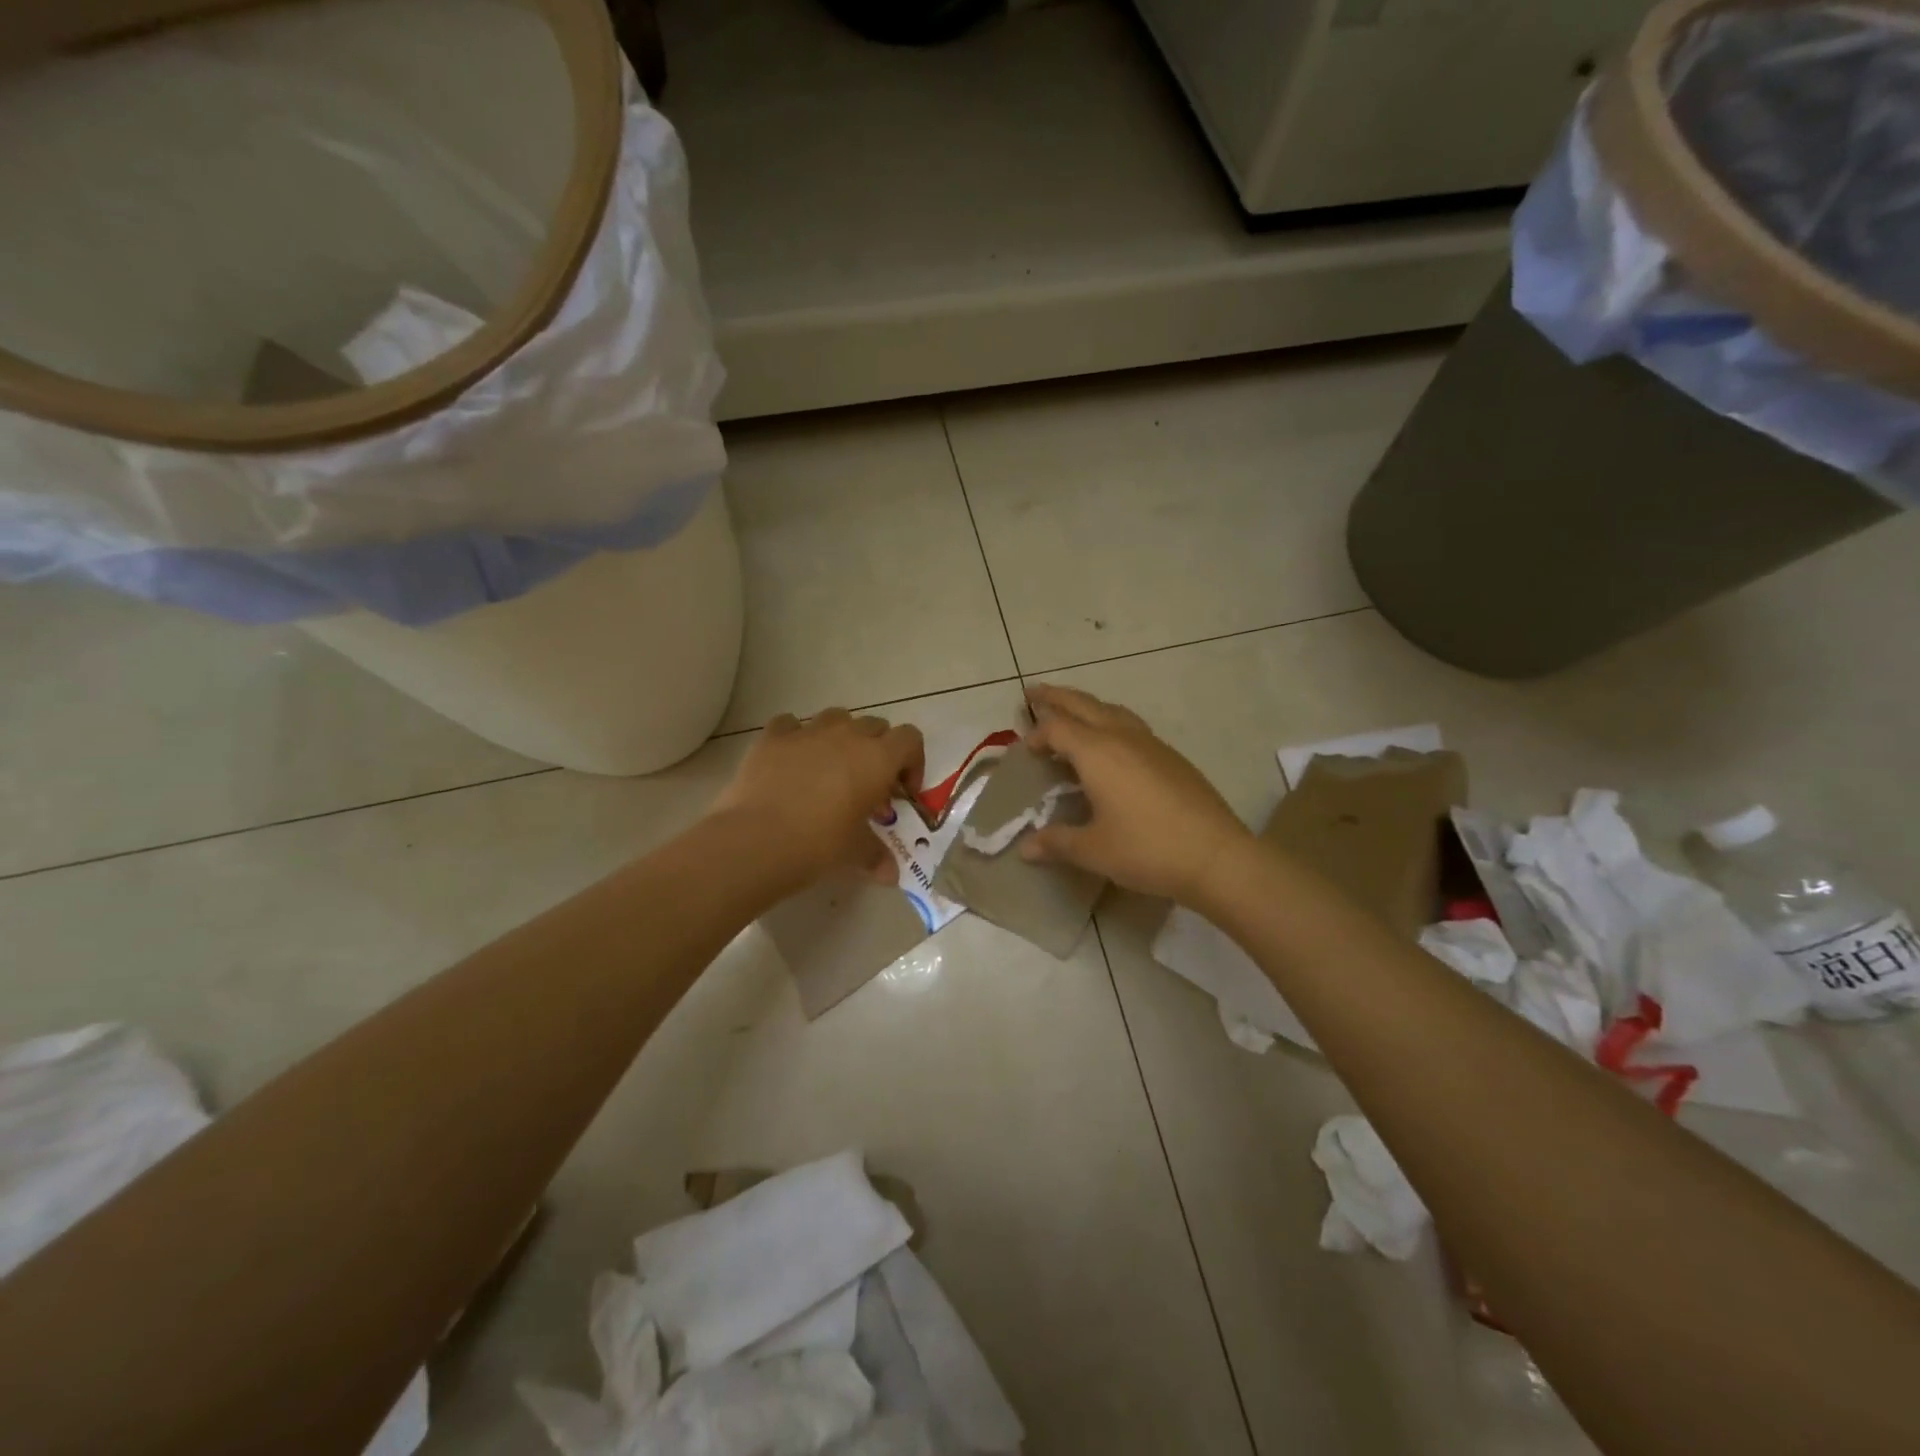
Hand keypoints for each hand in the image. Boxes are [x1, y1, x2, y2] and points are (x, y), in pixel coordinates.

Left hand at [711, 708, 924, 890]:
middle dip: (878, 749)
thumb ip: (877, 857)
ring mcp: (807, 732)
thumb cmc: (819, 844)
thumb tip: (890, 875)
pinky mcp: (772, 737)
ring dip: (841, 736)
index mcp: (877, 759)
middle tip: (868, 785)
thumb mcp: (855, 853)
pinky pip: (790, 724)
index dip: (912, 762)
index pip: (910, 739)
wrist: (756, 840)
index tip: (902, 792)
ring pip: (836, 717)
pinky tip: (791, 760)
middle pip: (875, 725)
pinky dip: (796, 736)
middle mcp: (847, 736)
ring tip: (831, 767)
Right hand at [1020, 684, 1250, 903]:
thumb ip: (1056, 843)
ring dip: (1087, 706)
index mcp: (1097, 753)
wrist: (1216, 856)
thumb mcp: (1093, 850)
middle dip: (1057, 697)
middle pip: (1083, 705)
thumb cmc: (1146, 849)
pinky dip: (1111, 723)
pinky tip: (1113, 745)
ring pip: (1112, 710)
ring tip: (1073, 712)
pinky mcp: (1173, 758)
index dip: (1036, 735)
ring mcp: (1152, 745)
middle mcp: (1123, 738)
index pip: (1057, 729)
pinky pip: (1132, 726)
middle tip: (1034, 691)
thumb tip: (1025, 848)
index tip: (1024, 750)